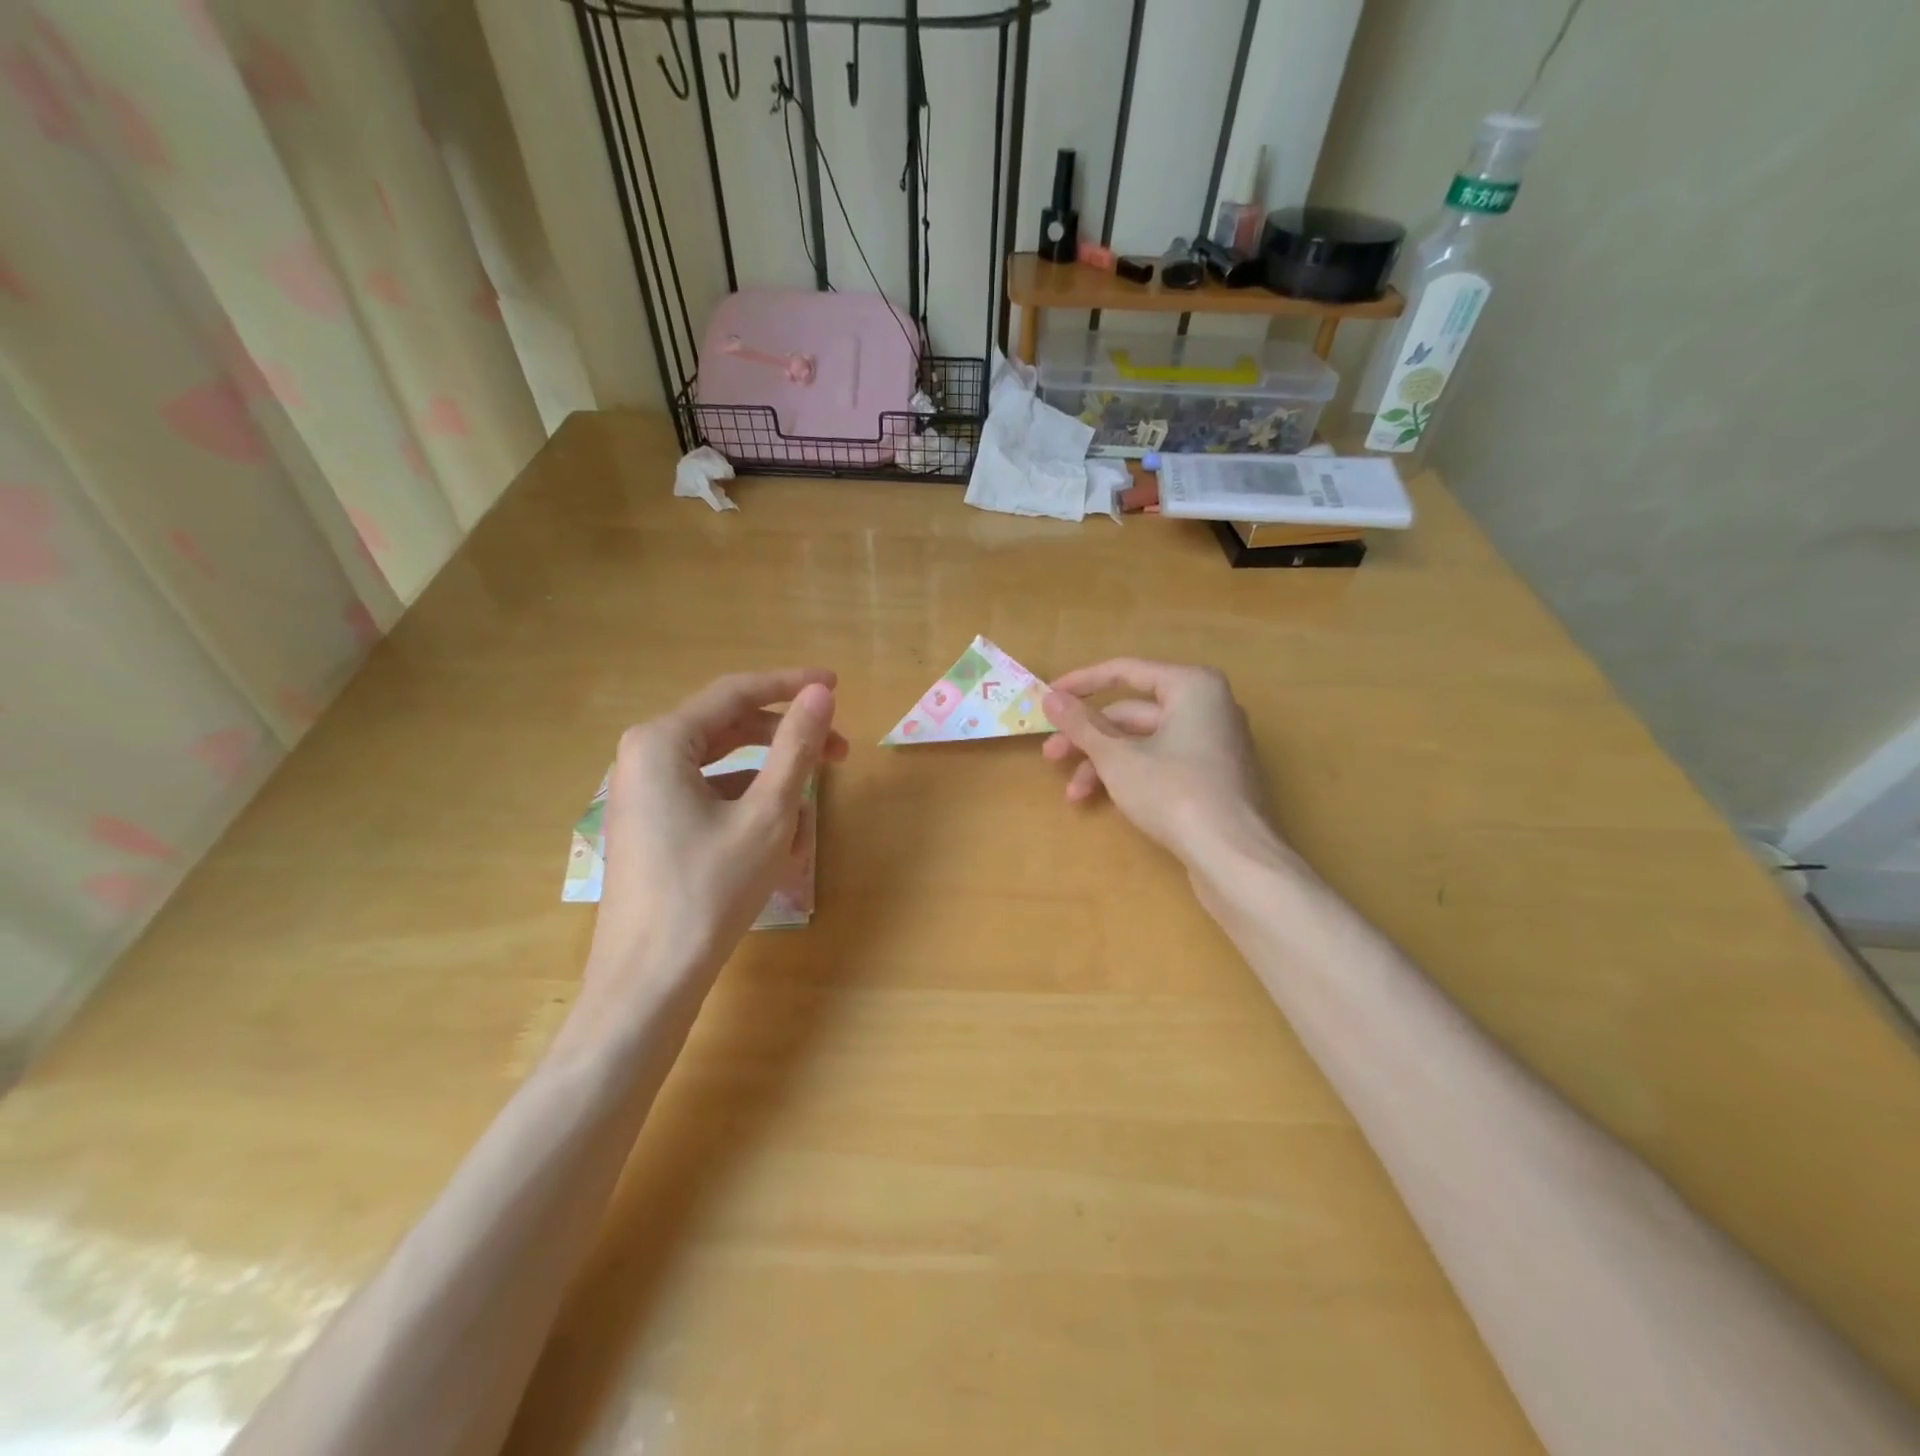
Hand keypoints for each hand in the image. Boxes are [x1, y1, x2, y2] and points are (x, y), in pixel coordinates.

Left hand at [584, 669, 848, 1001]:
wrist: (649, 981)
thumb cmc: (709, 891)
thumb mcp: (767, 814)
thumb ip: (796, 747)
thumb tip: (820, 693)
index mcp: (662, 741)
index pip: (736, 693)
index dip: (791, 685)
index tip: (836, 685)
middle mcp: (644, 757)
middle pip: (729, 730)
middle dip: (786, 741)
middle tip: (840, 754)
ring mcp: (643, 794)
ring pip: (723, 769)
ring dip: (772, 785)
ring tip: (809, 819)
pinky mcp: (651, 826)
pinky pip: (708, 800)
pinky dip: (747, 810)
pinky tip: (777, 844)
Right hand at [1041, 660, 1285, 873]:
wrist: (1234, 858)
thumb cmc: (1174, 793)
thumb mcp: (1117, 758)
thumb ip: (1082, 724)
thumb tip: (1050, 698)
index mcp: (1191, 686)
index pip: (1125, 671)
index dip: (1081, 684)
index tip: (1047, 698)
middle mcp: (1208, 706)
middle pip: (1133, 713)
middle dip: (1089, 737)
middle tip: (1051, 756)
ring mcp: (1213, 743)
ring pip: (1144, 742)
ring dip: (1104, 763)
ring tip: (1074, 794)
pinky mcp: (1212, 776)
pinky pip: (1162, 761)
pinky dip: (1131, 774)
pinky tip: (1103, 800)